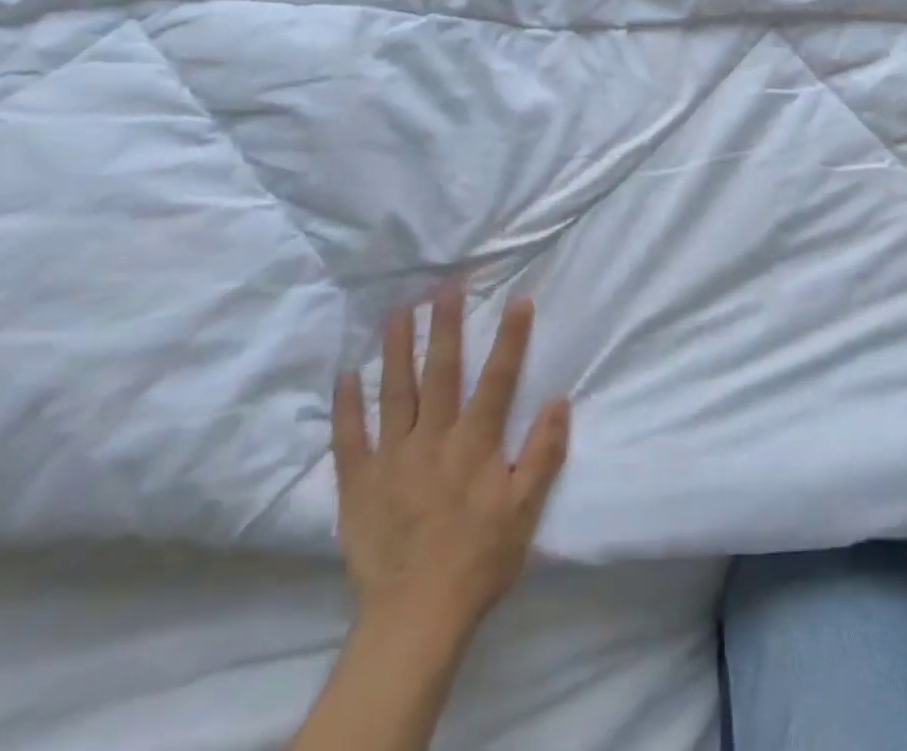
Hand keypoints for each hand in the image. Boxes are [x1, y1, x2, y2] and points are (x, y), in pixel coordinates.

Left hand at [331, 287, 570, 645]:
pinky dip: (346, 404)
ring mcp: (391, 459)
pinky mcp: (358, 484)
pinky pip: (349, 437)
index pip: (498, 378)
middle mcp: (432, 440)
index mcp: (474, 444)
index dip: (510, 337)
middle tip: (445, 286)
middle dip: (444, 325)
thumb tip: (560, 400)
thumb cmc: (478, 560)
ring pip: (394, 392)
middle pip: (440, 372)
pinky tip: (346, 373)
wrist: (414, 620)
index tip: (518, 299)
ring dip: (397, 348)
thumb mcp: (526, 511)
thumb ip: (543, 453)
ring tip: (398, 311)